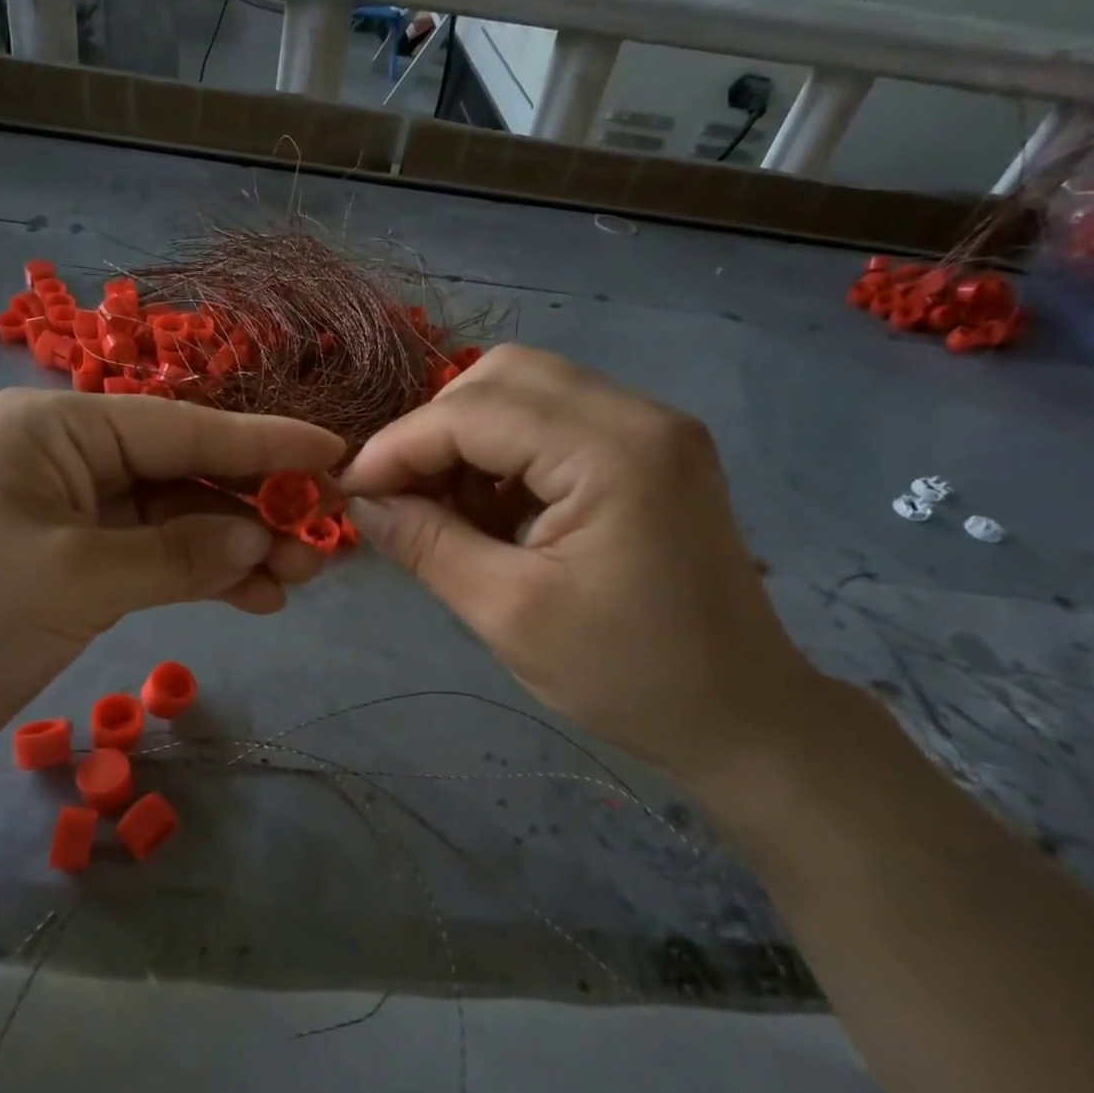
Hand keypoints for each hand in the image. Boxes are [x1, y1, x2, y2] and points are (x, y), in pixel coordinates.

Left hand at [0, 389, 343, 782]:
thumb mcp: (75, 578)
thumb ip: (177, 556)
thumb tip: (260, 540)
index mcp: (60, 429)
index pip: (182, 428)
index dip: (263, 443)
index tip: (332, 453)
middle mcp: (74, 457)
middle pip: (187, 472)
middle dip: (256, 504)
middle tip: (323, 536)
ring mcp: (80, 513)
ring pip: (180, 519)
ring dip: (238, 546)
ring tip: (299, 578)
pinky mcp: (82, 564)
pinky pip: (159, 559)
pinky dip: (205, 576)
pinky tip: (255, 598)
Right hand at [340, 345, 822, 781]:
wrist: (742, 715)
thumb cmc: (627, 676)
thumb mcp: (507, 614)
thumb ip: (426, 544)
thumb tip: (363, 501)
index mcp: (614, 451)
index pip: (475, 411)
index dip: (400, 444)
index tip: (350, 490)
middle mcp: (639, 415)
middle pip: (503, 377)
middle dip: (434, 430)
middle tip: (401, 495)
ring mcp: (651, 428)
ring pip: (526, 392)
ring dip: (468, 440)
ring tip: (445, 509)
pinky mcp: (650, 452)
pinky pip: (554, 422)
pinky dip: (505, 454)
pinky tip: (493, 510)